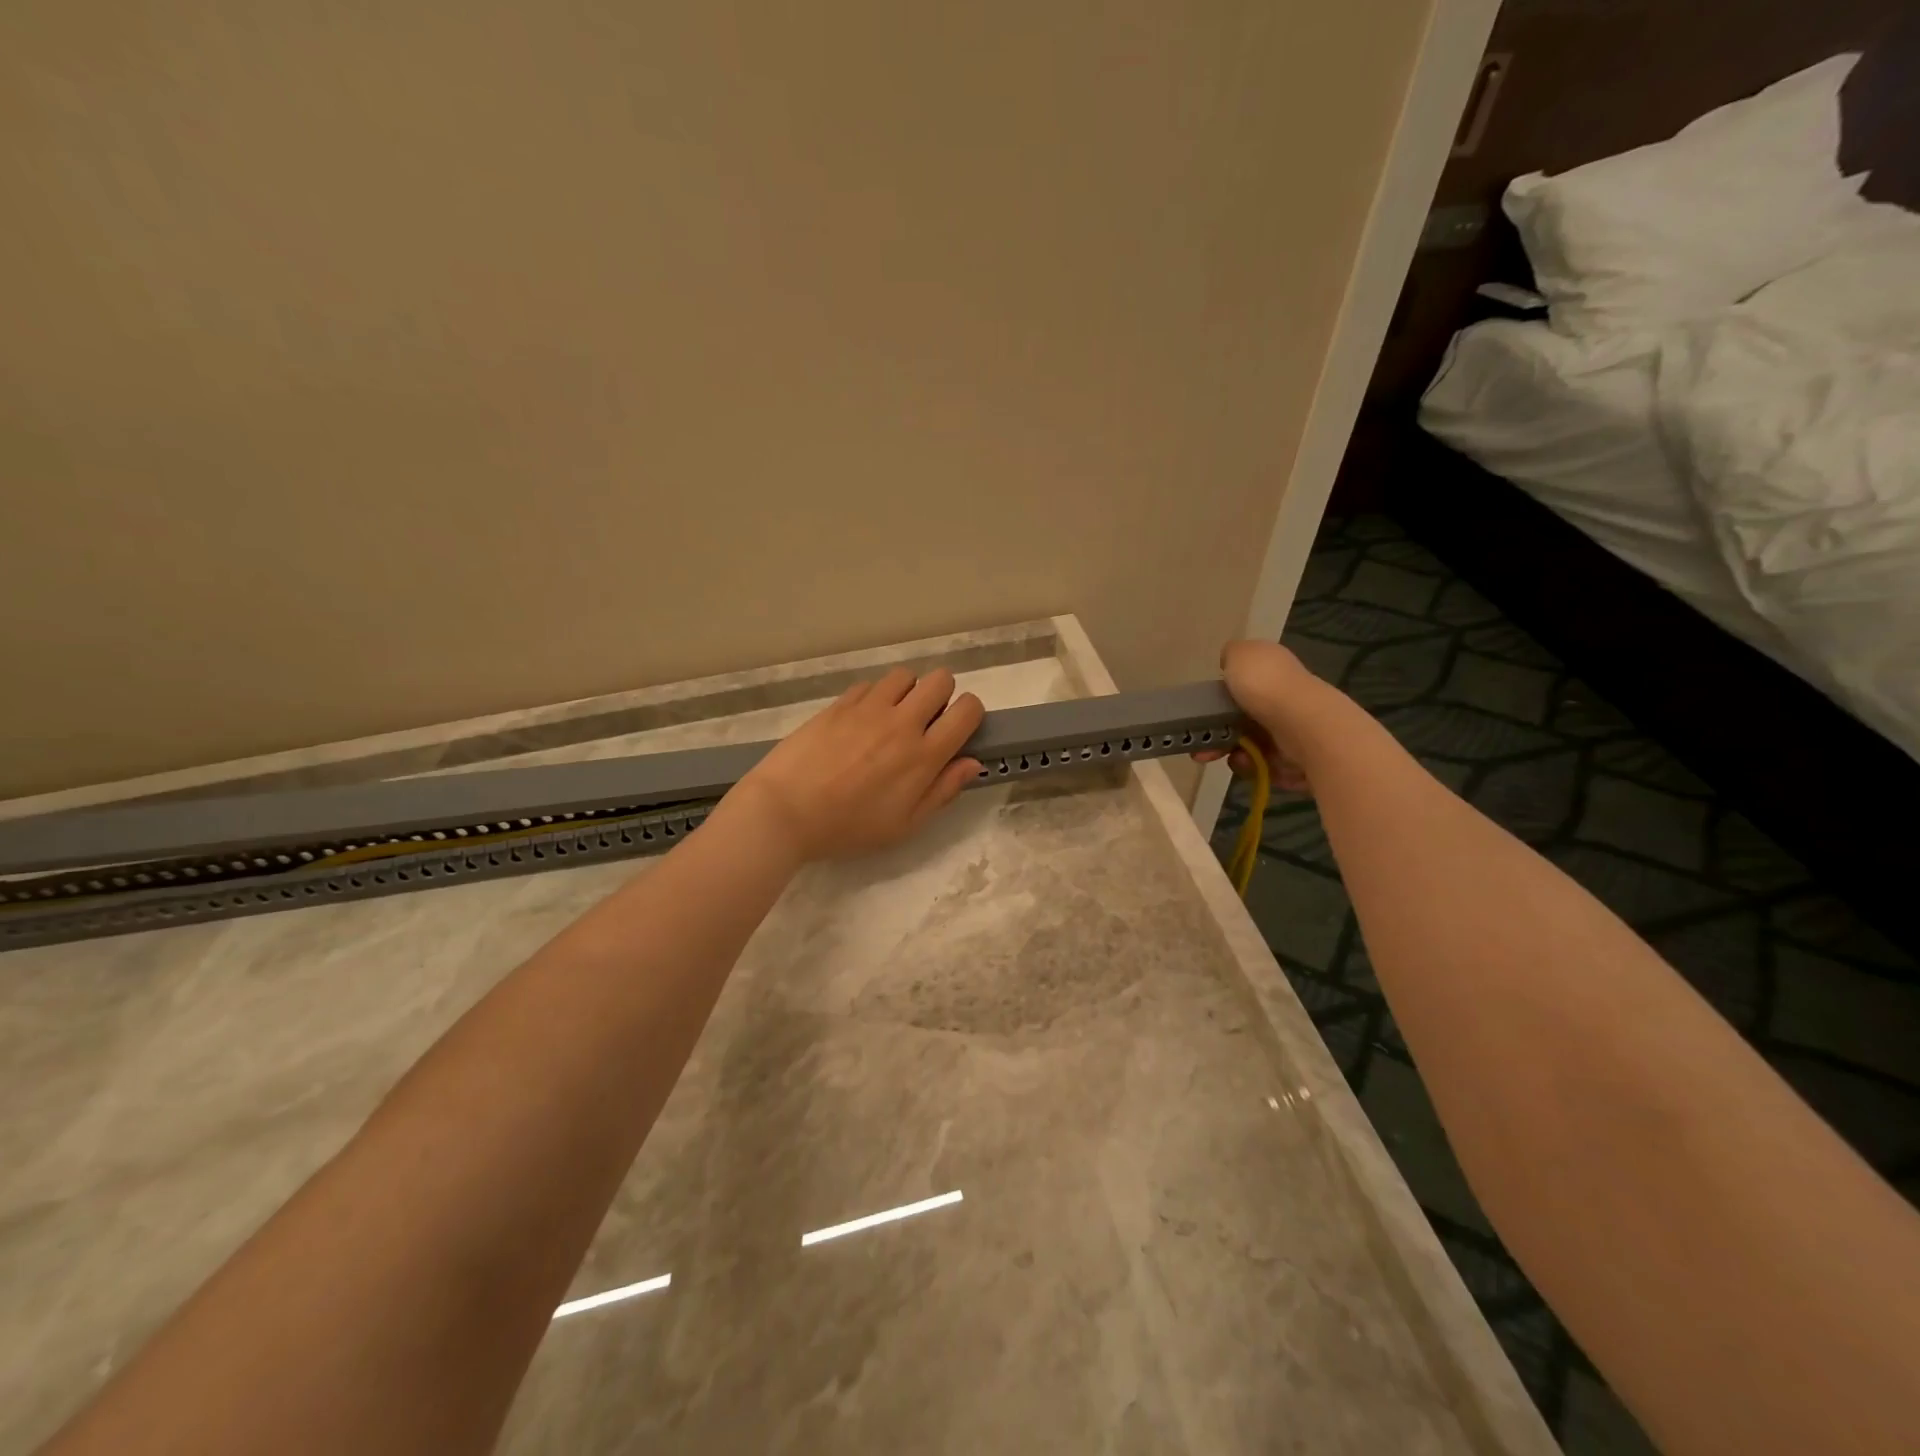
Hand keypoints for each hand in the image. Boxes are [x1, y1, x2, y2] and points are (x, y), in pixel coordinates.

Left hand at [725, 667, 984, 861]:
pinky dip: (875, 697)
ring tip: (893, 718)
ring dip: (907, 692)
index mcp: (924, 755)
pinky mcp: (840, 703)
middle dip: (942, 696)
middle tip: (926, 722)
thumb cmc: (848, 827)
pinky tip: (861, 722)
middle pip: (941, 680)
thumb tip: (972, 763)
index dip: (970, 714)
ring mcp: (868, 708)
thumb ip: (942, 791)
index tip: (957, 730)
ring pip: (905, 675)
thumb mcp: (904, 825)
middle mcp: (902, 722)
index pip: (967, 710)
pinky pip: (870, 685)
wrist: (785, 810)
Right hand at [1192, 641, 1346, 793]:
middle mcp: (1284, 698)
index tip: (1200, 711)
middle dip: (1217, 734)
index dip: (1219, 698)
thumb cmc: (1266, 686)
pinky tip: (1249, 763)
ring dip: (1230, 751)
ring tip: (1225, 756)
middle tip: (1200, 747)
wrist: (1303, 727)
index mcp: (1273, 670)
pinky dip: (1251, 766)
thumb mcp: (1241, 654)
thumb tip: (1231, 662)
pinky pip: (1262, 765)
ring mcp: (1291, 730)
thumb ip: (1232, 655)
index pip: (1244, 684)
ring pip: (1248, 744)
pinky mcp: (1296, 759)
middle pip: (1241, 719)